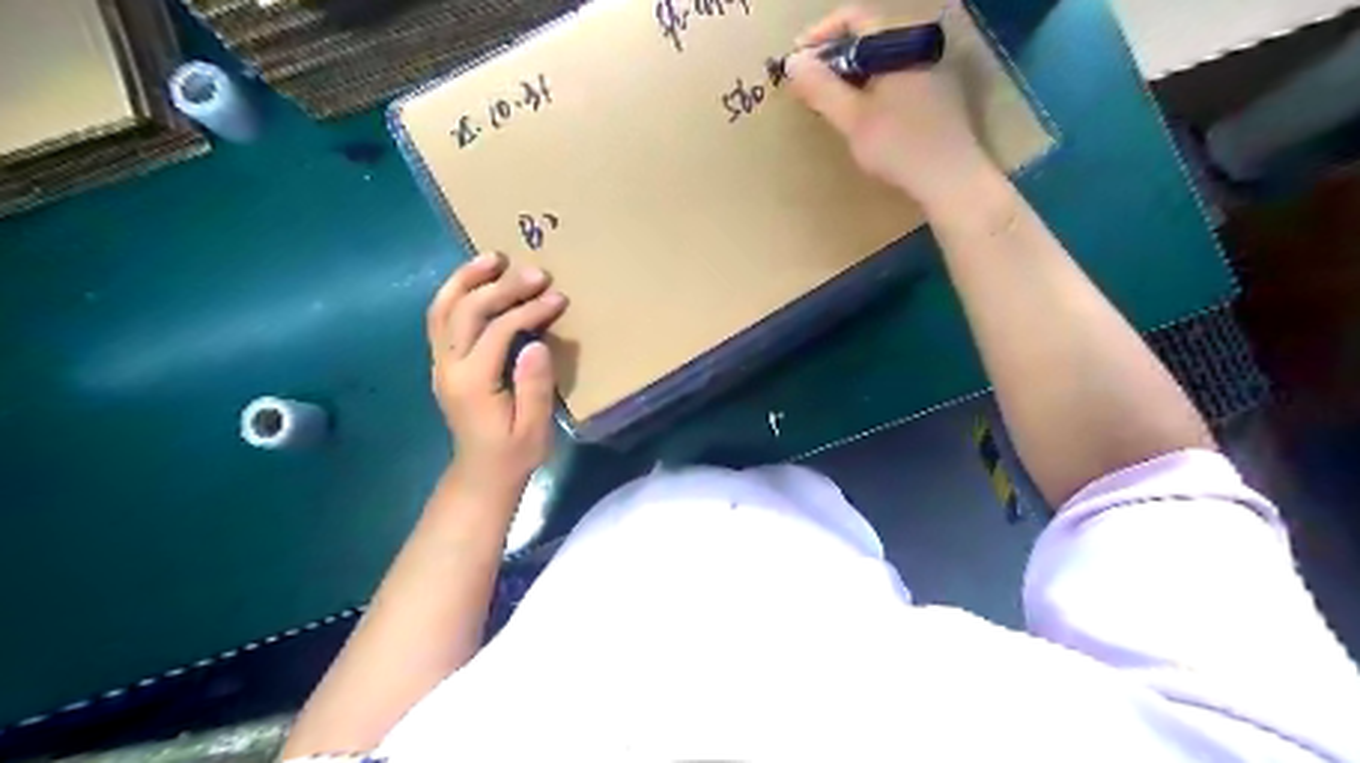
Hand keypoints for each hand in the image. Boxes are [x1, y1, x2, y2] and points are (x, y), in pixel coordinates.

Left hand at [429, 254, 570, 493]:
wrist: (480, 474)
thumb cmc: (513, 454)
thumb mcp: (533, 429)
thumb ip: (534, 386)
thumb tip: (535, 343)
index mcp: (472, 382)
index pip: (497, 331)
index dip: (528, 310)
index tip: (557, 297)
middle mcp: (448, 366)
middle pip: (467, 310)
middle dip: (501, 287)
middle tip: (536, 272)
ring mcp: (440, 362)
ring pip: (443, 308)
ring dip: (466, 279)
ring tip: (493, 257)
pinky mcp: (442, 362)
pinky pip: (441, 318)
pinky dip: (455, 293)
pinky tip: (475, 280)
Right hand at [786, 3, 997, 209]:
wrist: (951, 179)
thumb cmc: (898, 146)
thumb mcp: (851, 118)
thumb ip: (820, 88)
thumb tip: (792, 62)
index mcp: (900, 43)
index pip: (853, 19)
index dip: (819, 36)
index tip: (796, 62)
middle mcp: (920, 46)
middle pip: (868, 38)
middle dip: (833, 59)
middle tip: (809, 87)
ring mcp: (934, 69)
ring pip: (883, 60)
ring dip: (852, 76)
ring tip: (831, 103)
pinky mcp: (939, 94)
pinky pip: (898, 77)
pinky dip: (873, 87)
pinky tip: (863, 116)